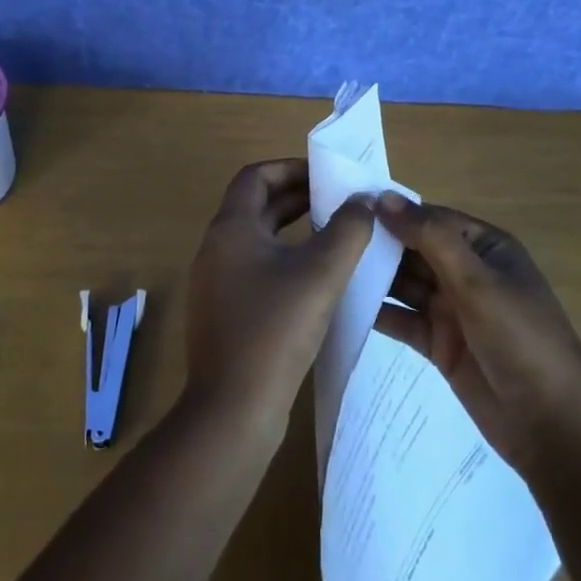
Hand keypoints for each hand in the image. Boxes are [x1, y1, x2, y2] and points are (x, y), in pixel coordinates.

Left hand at [183, 160, 373, 431]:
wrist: (233, 411)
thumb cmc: (275, 330)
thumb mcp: (321, 274)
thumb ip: (347, 230)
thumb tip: (363, 201)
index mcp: (231, 229)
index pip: (256, 177)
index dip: (290, 169)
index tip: (326, 177)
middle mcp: (217, 249)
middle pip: (256, 206)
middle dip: (296, 198)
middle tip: (338, 202)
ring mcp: (217, 283)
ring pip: (257, 239)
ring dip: (292, 230)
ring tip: (333, 234)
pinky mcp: (225, 313)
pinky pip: (255, 269)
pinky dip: (284, 260)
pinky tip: (315, 279)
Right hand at [356, 191, 580, 475]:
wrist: (552, 428)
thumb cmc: (521, 339)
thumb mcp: (477, 281)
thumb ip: (430, 237)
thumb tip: (383, 197)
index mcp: (486, 247)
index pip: (431, 218)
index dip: (394, 212)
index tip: (347, 207)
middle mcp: (468, 273)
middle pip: (415, 249)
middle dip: (379, 243)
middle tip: (326, 236)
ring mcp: (453, 310)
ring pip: (406, 284)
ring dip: (374, 276)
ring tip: (328, 267)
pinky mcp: (440, 344)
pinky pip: (403, 319)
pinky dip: (378, 312)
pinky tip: (343, 304)